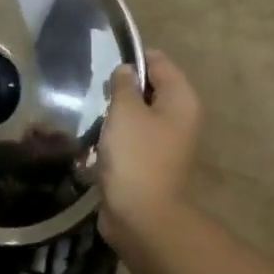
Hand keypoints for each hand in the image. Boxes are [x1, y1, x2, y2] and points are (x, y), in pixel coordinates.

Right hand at [97, 49, 202, 246]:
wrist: (141, 215)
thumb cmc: (135, 156)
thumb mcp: (126, 111)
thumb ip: (124, 85)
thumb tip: (126, 71)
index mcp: (181, 100)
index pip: (159, 62)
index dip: (132, 58)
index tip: (104, 63)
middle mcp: (179, 117)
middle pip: (149, 88)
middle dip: (121, 88)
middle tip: (94, 91)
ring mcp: (166, 142)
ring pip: (137, 115)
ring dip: (115, 115)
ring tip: (92, 116)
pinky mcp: (149, 162)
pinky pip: (131, 139)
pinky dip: (114, 137)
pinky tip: (95, 142)